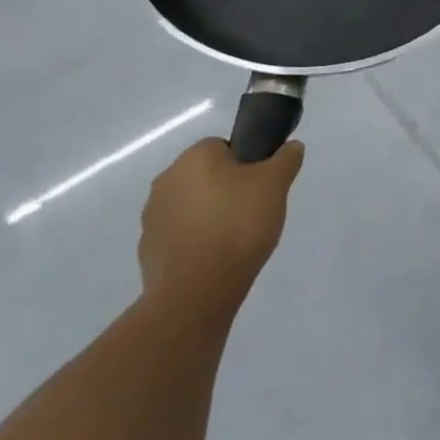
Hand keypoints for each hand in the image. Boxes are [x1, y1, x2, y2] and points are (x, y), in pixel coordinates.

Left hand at [138, 137, 304, 317]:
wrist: (196, 292)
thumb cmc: (238, 225)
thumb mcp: (276, 184)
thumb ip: (286, 159)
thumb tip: (291, 147)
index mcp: (194, 157)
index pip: (224, 147)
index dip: (248, 165)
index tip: (262, 188)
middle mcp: (166, 179)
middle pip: (207, 176)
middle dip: (228, 190)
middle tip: (253, 213)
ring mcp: (153, 217)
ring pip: (192, 206)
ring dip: (210, 216)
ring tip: (236, 240)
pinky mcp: (148, 250)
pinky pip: (180, 236)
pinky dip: (196, 242)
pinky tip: (215, 259)